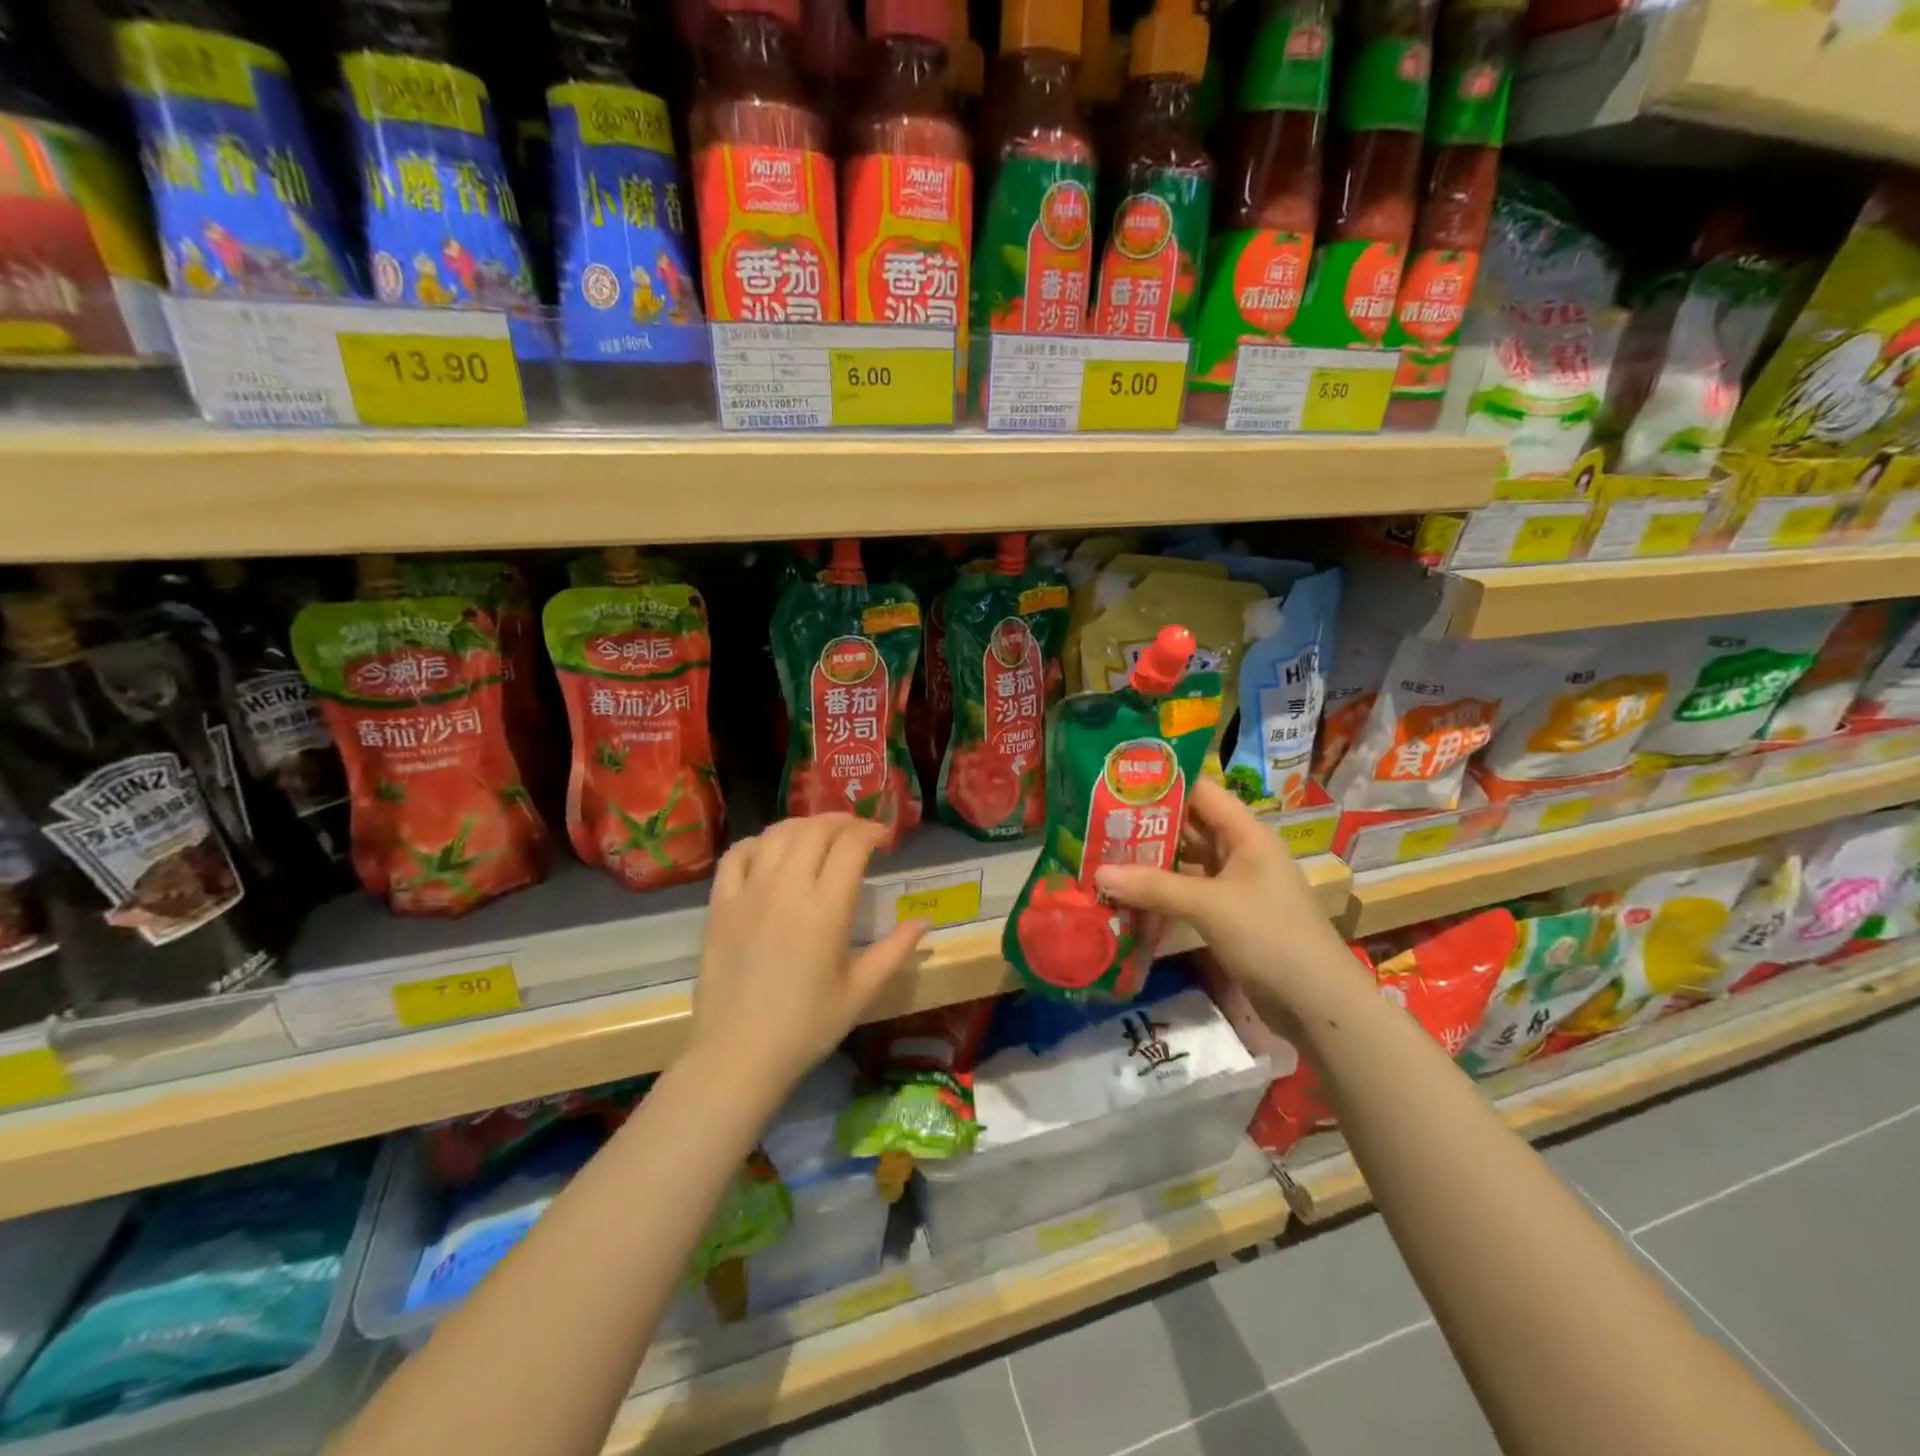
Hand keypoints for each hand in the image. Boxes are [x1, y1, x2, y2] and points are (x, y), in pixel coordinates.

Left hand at [689, 815, 928, 1093]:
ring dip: (804, 825)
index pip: (851, 846)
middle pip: (815, 830)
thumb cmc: (806, 1027)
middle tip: (858, 832)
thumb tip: (925, 921)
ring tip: (819, 835)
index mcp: (826, 909)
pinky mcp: (720, 904)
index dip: (872, 831)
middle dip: (842, 821)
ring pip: (777, 834)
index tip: (885, 837)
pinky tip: (770, 851)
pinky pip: (736, 855)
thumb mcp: (860, 992)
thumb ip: (895, 950)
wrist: (737, 1055)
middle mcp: (787, 889)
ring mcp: (748, 893)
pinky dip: (758, 842)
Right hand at [1094, 779, 1365, 1033]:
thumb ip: (1154, 887)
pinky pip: (1188, 892)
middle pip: (1189, 826)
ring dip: (1151, 860)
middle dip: (1147, 824)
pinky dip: (1161, 892)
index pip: (1201, 792)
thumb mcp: (1209, 906)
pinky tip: (1127, 894)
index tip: (1118, 781)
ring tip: (1103, 853)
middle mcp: (1241, 852)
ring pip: (1186, 862)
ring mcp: (1235, 886)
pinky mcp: (1228, 916)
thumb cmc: (1271, 937)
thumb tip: (1098, 873)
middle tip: (1097, 819)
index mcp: (1246, 834)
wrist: (1318, 1005)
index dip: (1163, 783)